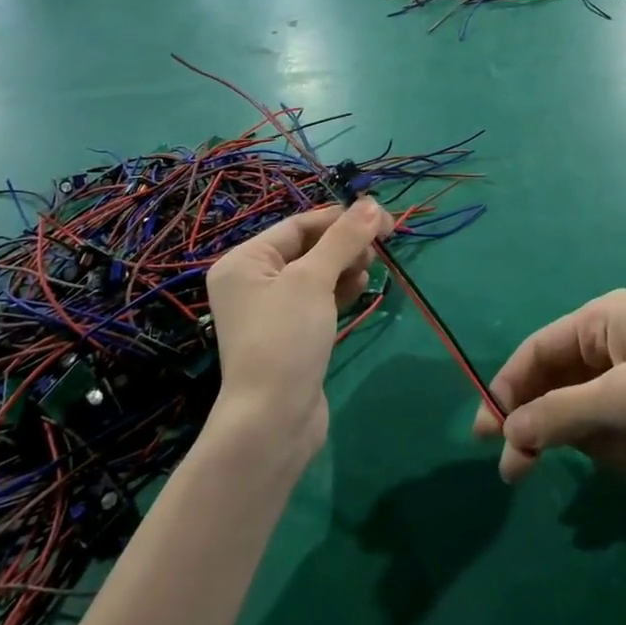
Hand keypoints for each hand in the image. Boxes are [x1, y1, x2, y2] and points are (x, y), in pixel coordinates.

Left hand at [205, 201, 392, 450]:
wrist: (273, 421)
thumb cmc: (286, 338)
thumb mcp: (314, 280)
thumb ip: (344, 239)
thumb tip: (372, 203)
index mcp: (244, 261)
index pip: (298, 225)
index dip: (340, 219)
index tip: (380, 218)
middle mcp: (252, 282)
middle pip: (307, 248)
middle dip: (344, 243)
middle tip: (381, 245)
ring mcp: (271, 311)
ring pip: (316, 274)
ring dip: (346, 265)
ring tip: (372, 267)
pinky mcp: (291, 335)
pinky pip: (318, 300)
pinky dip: (340, 290)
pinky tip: (361, 288)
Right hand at [472, 289, 625, 492]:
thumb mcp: (625, 399)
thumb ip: (561, 415)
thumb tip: (507, 434)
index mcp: (602, 321)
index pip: (536, 351)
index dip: (506, 389)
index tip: (484, 433)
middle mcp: (611, 346)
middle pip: (554, 387)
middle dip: (544, 427)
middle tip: (516, 474)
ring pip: (582, 420)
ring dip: (599, 444)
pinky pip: (613, 439)